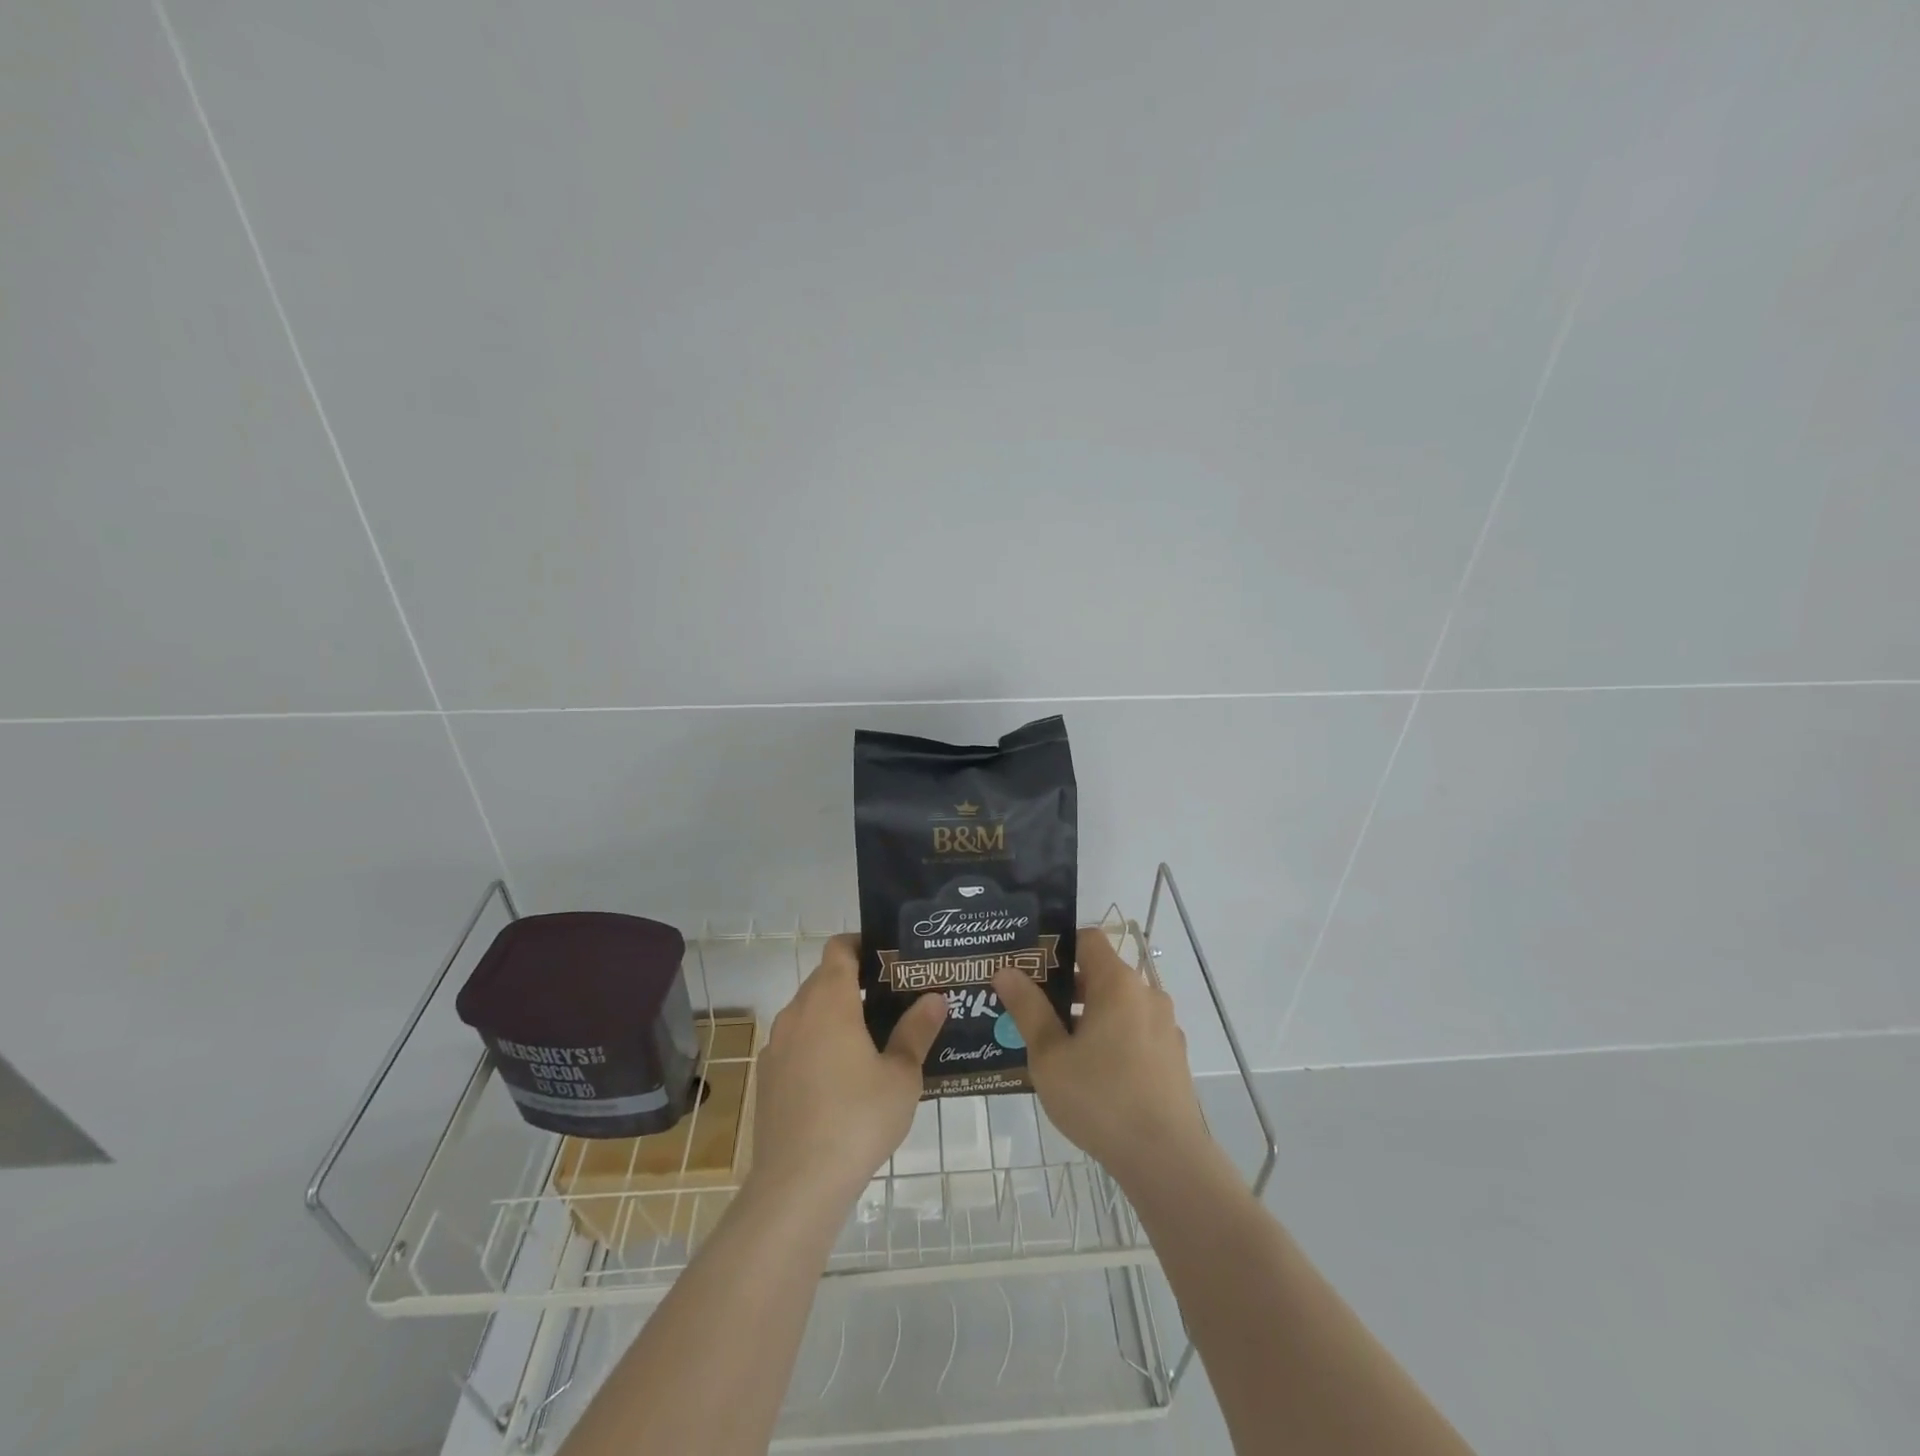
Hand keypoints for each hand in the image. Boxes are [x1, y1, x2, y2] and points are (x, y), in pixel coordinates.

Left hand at [748, 934, 945, 1204]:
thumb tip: (935, 999)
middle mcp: (797, 1013)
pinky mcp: (767, 1077)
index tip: (887, 958)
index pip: (839, 949)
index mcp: (830, 1000)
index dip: (861, 944)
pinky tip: (838, 1080)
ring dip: (834, 1016)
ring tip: (869, 1040)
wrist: (798, 1184)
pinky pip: (795, 1044)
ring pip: (807, 1013)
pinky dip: (816, 1045)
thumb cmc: (858, 1118)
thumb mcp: (902, 1075)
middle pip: (823, 979)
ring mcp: (776, 1046)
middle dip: (854, 982)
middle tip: (891, 1000)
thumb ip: (917, 1031)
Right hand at [993, 928, 1208, 1186]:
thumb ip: (1028, 1008)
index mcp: (1118, 983)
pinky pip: (1134, 1031)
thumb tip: (1006, 970)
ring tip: (1055, 1044)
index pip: (1088, 939)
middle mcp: (1147, 995)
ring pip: (1118, 1005)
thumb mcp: (1050, 1055)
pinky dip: (1111, 1037)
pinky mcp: (1172, 1057)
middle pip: (1102, 972)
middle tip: (1031, 1008)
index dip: (1057, 946)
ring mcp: (1164, 1027)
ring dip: (1088, 1015)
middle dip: (1066, 986)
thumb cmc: (1100, 1099)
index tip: (1029, 967)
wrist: (1167, 1161)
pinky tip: (1089, 1072)